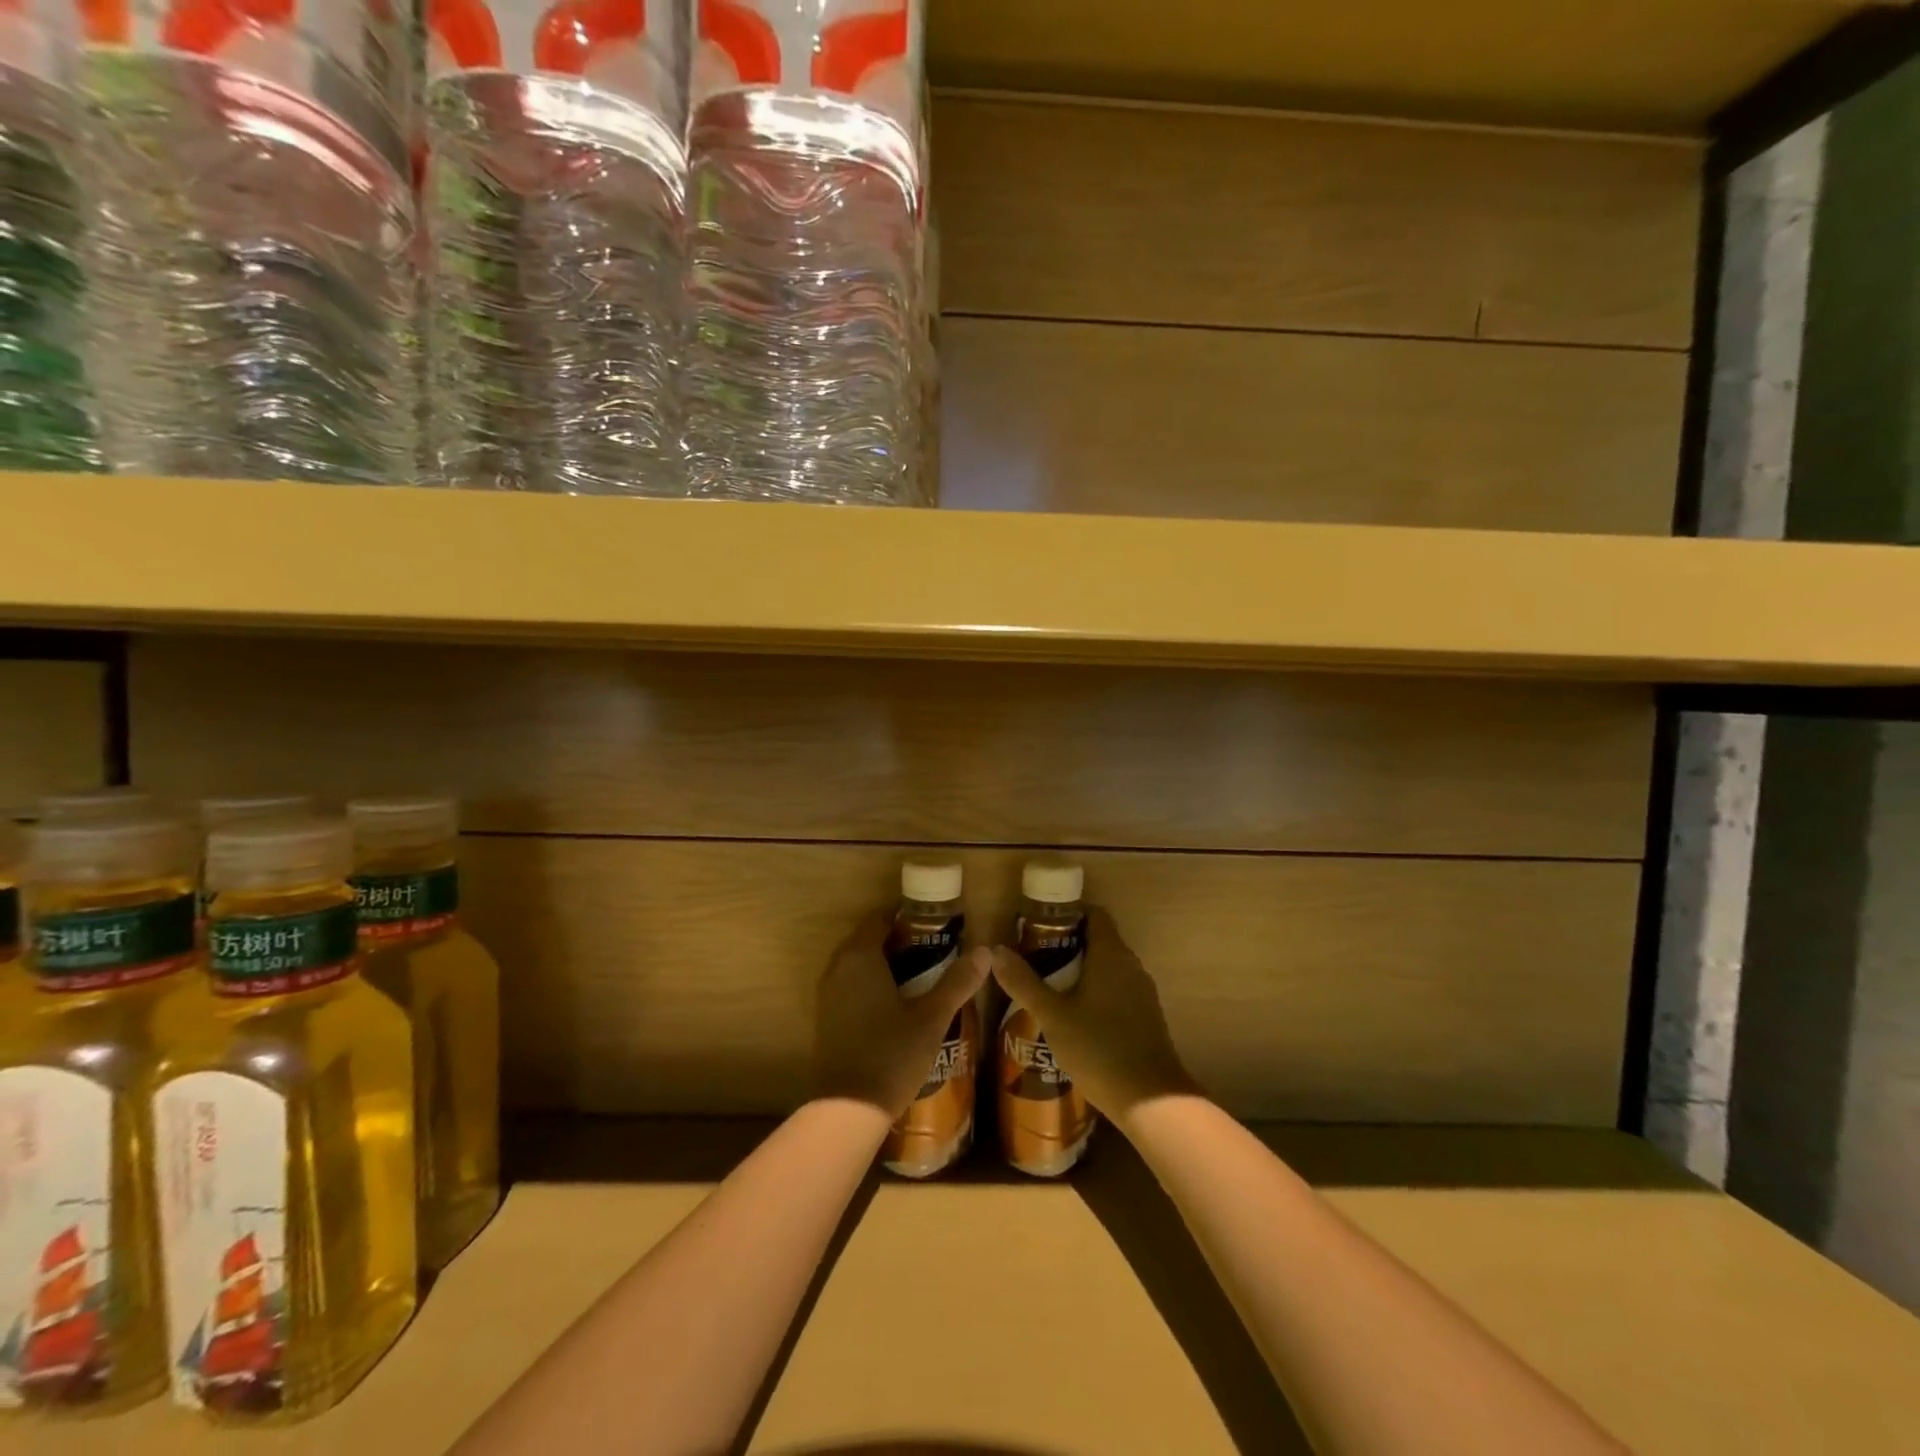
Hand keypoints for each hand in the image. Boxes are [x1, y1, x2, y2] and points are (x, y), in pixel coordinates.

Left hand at [814, 912, 991, 1117]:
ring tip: (921, 978)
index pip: (879, 919)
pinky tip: (897, 1005)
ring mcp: (828, 995)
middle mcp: (838, 968)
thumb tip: (985, 951)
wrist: (849, 1109)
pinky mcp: (827, 1018)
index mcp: (860, 956)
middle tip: (934, 953)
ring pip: (858, 965)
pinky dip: (871, 986)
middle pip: (868, 940)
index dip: (906, 919)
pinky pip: (850, 987)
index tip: (933, 928)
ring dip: (884, 965)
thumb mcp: (932, 1017)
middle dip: (898, 942)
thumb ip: (957, 982)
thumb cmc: (892, 1054)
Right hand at [990, 906, 1195, 1123]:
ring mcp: (1143, 992)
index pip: (1094, 914)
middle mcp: (1131, 965)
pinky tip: (1075, 1019)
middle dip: (1068, 946)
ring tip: (1048, 989)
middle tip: (1035, 960)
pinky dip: (1097, 994)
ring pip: (1108, 968)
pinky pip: (1118, 991)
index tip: (1039, 927)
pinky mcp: (1147, 1016)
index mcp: (1111, 954)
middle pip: (1099, 940)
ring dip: (1082, 972)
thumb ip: (1024, 982)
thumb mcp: (1052, 1016)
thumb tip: (996, 951)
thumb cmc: (1099, 1048)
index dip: (1067, 914)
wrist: (1151, 1101)